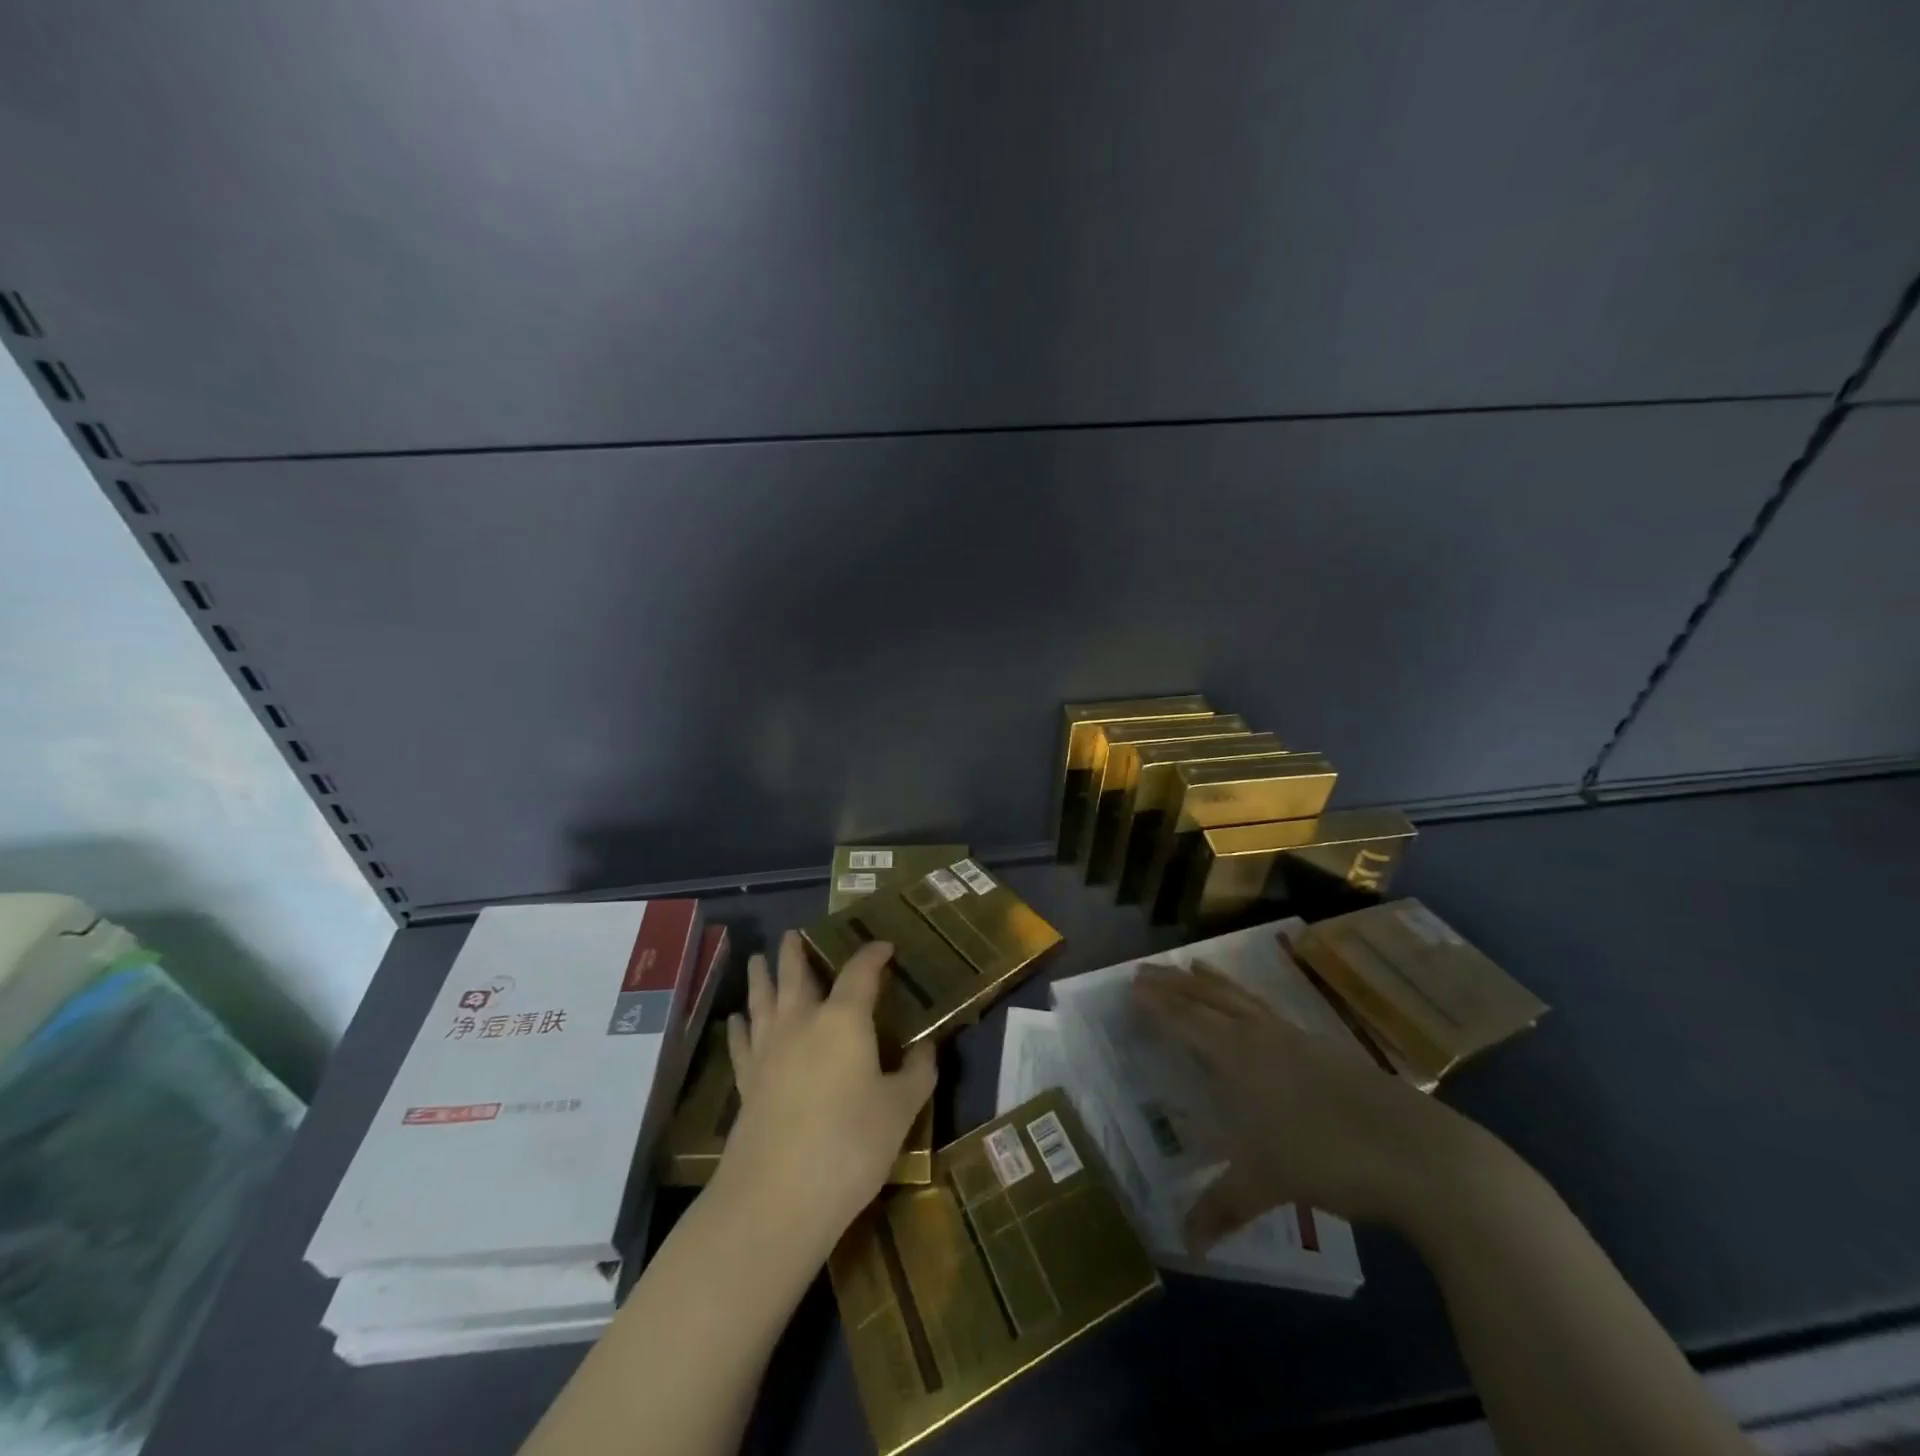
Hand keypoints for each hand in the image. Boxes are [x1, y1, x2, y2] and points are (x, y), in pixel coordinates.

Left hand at [715, 932, 936, 1262]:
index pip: (860, 972)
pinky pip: (741, 1042)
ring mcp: (769, 1050)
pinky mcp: (747, 1081)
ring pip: (763, 999)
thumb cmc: (851, 1145)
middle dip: (796, 952)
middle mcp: (802, 1022)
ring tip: (757, 959)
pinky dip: (740, 1026)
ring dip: (762, 976)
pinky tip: (737, 1019)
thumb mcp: (900, 1110)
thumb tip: (926, 1050)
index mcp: (844, 1019)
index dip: (873, 955)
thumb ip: (916, 1074)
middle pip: (796, 975)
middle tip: (793, 934)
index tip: (884, 947)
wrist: (778, 1196)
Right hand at [1133, 960, 1500, 1250]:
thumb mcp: (1267, 1183)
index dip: (1158, 1004)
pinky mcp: (1326, 1050)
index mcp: (1239, 1055)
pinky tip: (1256, 1013)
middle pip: (1209, 998)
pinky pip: (1270, 1011)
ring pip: (1243, 998)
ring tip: (1194, 966)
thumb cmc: (1328, 1157)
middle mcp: (1262, 1036)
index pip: (1187, 1020)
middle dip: (1175, 983)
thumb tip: (1186, 1246)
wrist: (1420, 1153)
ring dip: (1212, 982)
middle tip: (1145, 969)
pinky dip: (1247, 1000)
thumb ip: (1222, 1208)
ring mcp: (1297, 1038)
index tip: (1130, 986)